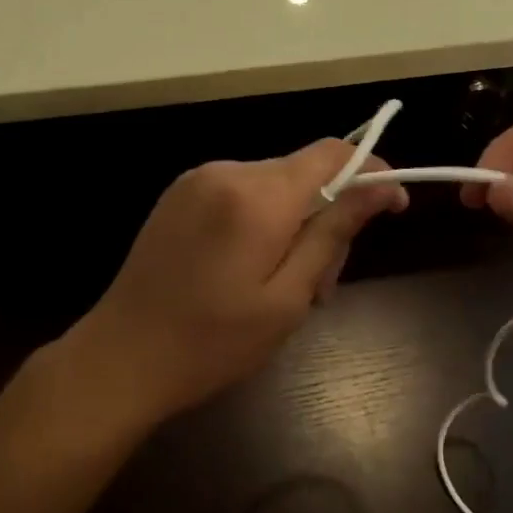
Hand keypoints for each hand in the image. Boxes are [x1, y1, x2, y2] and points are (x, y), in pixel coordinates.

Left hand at [70, 140, 407, 424]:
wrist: (120, 358)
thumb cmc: (213, 342)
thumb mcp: (288, 297)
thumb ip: (334, 233)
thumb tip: (382, 188)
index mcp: (257, 196)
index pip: (332, 154)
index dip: (369, 172)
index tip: (392, 206)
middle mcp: (228, 171)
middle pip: (304, 172)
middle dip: (329, 215)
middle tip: (325, 283)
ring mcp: (199, 179)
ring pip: (275, 184)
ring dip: (296, 222)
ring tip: (288, 286)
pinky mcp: (180, 194)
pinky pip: (242, 192)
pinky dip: (263, 219)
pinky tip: (252, 268)